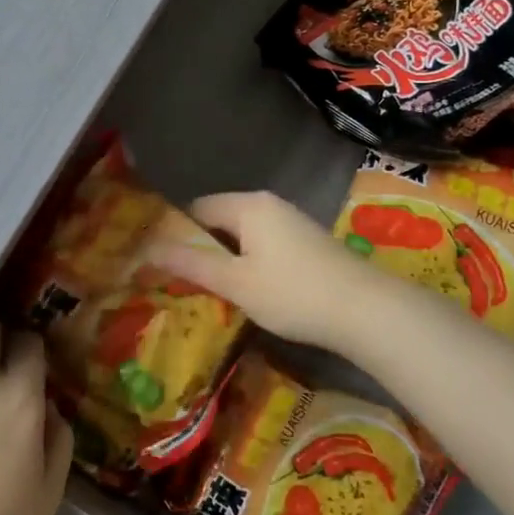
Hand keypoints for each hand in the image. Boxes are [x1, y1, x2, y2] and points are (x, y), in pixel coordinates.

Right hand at [143, 190, 404, 352]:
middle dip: (201, 248)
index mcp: (247, 205)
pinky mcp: (307, 241)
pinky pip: (264, 244)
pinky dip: (250, 263)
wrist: (367, 311)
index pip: (196, 209)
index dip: (175, 234)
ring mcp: (291, 221)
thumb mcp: (235, 282)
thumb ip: (191, 263)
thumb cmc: (293, 293)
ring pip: (243, 235)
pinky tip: (251, 291)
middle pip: (220, 220)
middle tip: (184, 282)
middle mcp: (268, 204)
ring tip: (213, 291)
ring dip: (226, 259)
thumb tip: (146, 248)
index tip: (162, 264)